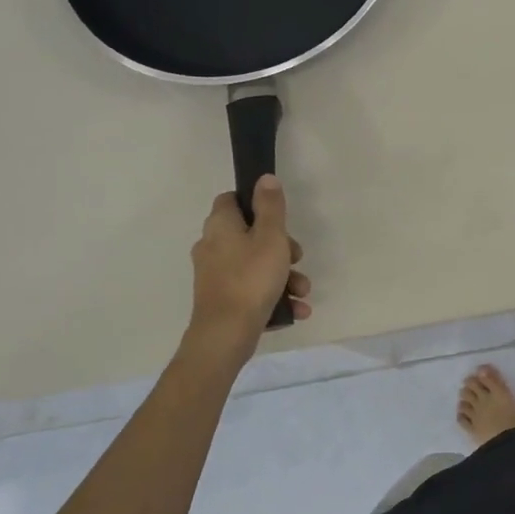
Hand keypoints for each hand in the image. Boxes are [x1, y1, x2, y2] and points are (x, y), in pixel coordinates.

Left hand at [188, 176, 310, 342]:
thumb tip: (265, 179)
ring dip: (284, 276)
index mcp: (220, 226)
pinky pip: (252, 289)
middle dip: (282, 248)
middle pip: (250, 235)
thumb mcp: (271, 237)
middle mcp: (212, 246)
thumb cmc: (251, 278)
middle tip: (297, 258)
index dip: (256, 203)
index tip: (279, 217)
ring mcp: (215, 275)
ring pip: (256, 265)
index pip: (232, 200)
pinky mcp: (222, 299)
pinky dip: (274, 296)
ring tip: (303, 292)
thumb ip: (271, 207)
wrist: (226, 334)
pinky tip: (295, 310)